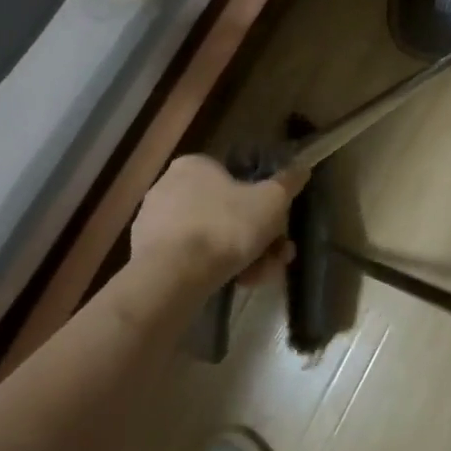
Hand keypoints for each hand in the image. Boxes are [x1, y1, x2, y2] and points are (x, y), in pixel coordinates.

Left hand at [131, 155, 306, 295]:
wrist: (174, 276)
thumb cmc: (226, 227)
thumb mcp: (271, 201)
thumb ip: (288, 184)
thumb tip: (302, 168)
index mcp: (194, 165)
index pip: (235, 178)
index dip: (263, 204)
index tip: (279, 227)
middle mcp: (169, 187)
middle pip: (227, 212)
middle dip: (257, 237)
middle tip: (276, 257)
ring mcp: (155, 222)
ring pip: (213, 237)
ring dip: (242, 256)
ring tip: (260, 277)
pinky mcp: (147, 255)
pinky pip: (192, 257)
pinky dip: (215, 268)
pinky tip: (235, 284)